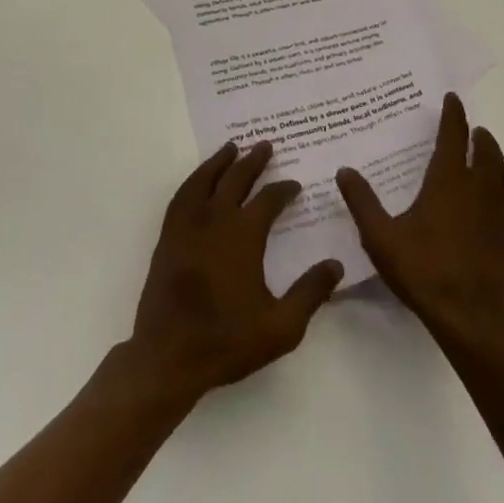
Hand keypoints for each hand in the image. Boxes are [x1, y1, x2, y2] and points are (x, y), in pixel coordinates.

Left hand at [129, 142, 343, 403]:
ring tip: (231, 148)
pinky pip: (181, 197)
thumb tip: (336, 264)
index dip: (283, 190)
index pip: (268, 201)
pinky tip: (199, 180)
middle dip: (253, 161)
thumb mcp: (281, 327)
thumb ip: (310, 293)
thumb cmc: (227, 341)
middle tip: (266, 145)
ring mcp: (187, 227)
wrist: (168, 357)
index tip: (295, 185)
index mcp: (243, 236)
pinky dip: (193, 180)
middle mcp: (215, 221)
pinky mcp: (168, 238)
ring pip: (204, 181)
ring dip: (220, 162)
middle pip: (235, 180)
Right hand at [335, 93, 503, 352]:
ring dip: (498, 162)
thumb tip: (344, 170)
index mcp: (448, 181)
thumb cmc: (424, 272)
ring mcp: (501, 213)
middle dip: (480, 136)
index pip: (454, 135)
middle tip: (471, 131)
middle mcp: (479, 189)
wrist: (473, 320)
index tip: (453, 98)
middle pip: (488, 150)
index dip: (454, 114)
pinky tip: (497, 205)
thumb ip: (362, 202)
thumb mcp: (381, 237)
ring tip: (487, 163)